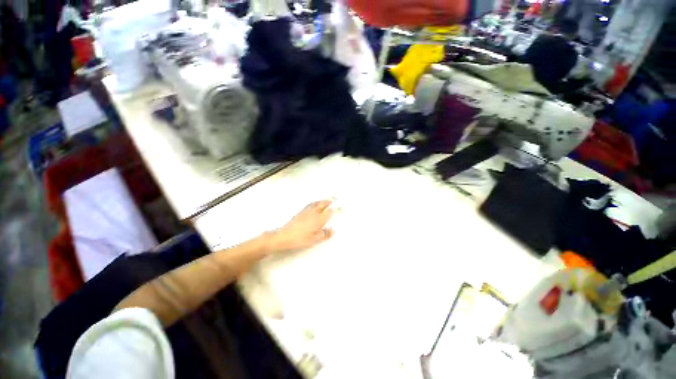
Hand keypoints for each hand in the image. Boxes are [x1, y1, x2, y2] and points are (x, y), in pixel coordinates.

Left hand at [267, 200, 334, 252]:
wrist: (284, 236)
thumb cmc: (300, 239)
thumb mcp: (314, 240)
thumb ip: (325, 235)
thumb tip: (333, 230)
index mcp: (318, 219)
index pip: (329, 212)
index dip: (335, 210)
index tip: (340, 208)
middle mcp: (313, 213)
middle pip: (322, 204)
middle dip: (328, 202)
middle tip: (333, 201)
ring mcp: (306, 211)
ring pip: (316, 203)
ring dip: (322, 201)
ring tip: (325, 200)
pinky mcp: (300, 212)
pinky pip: (310, 204)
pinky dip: (315, 202)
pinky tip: (314, 205)